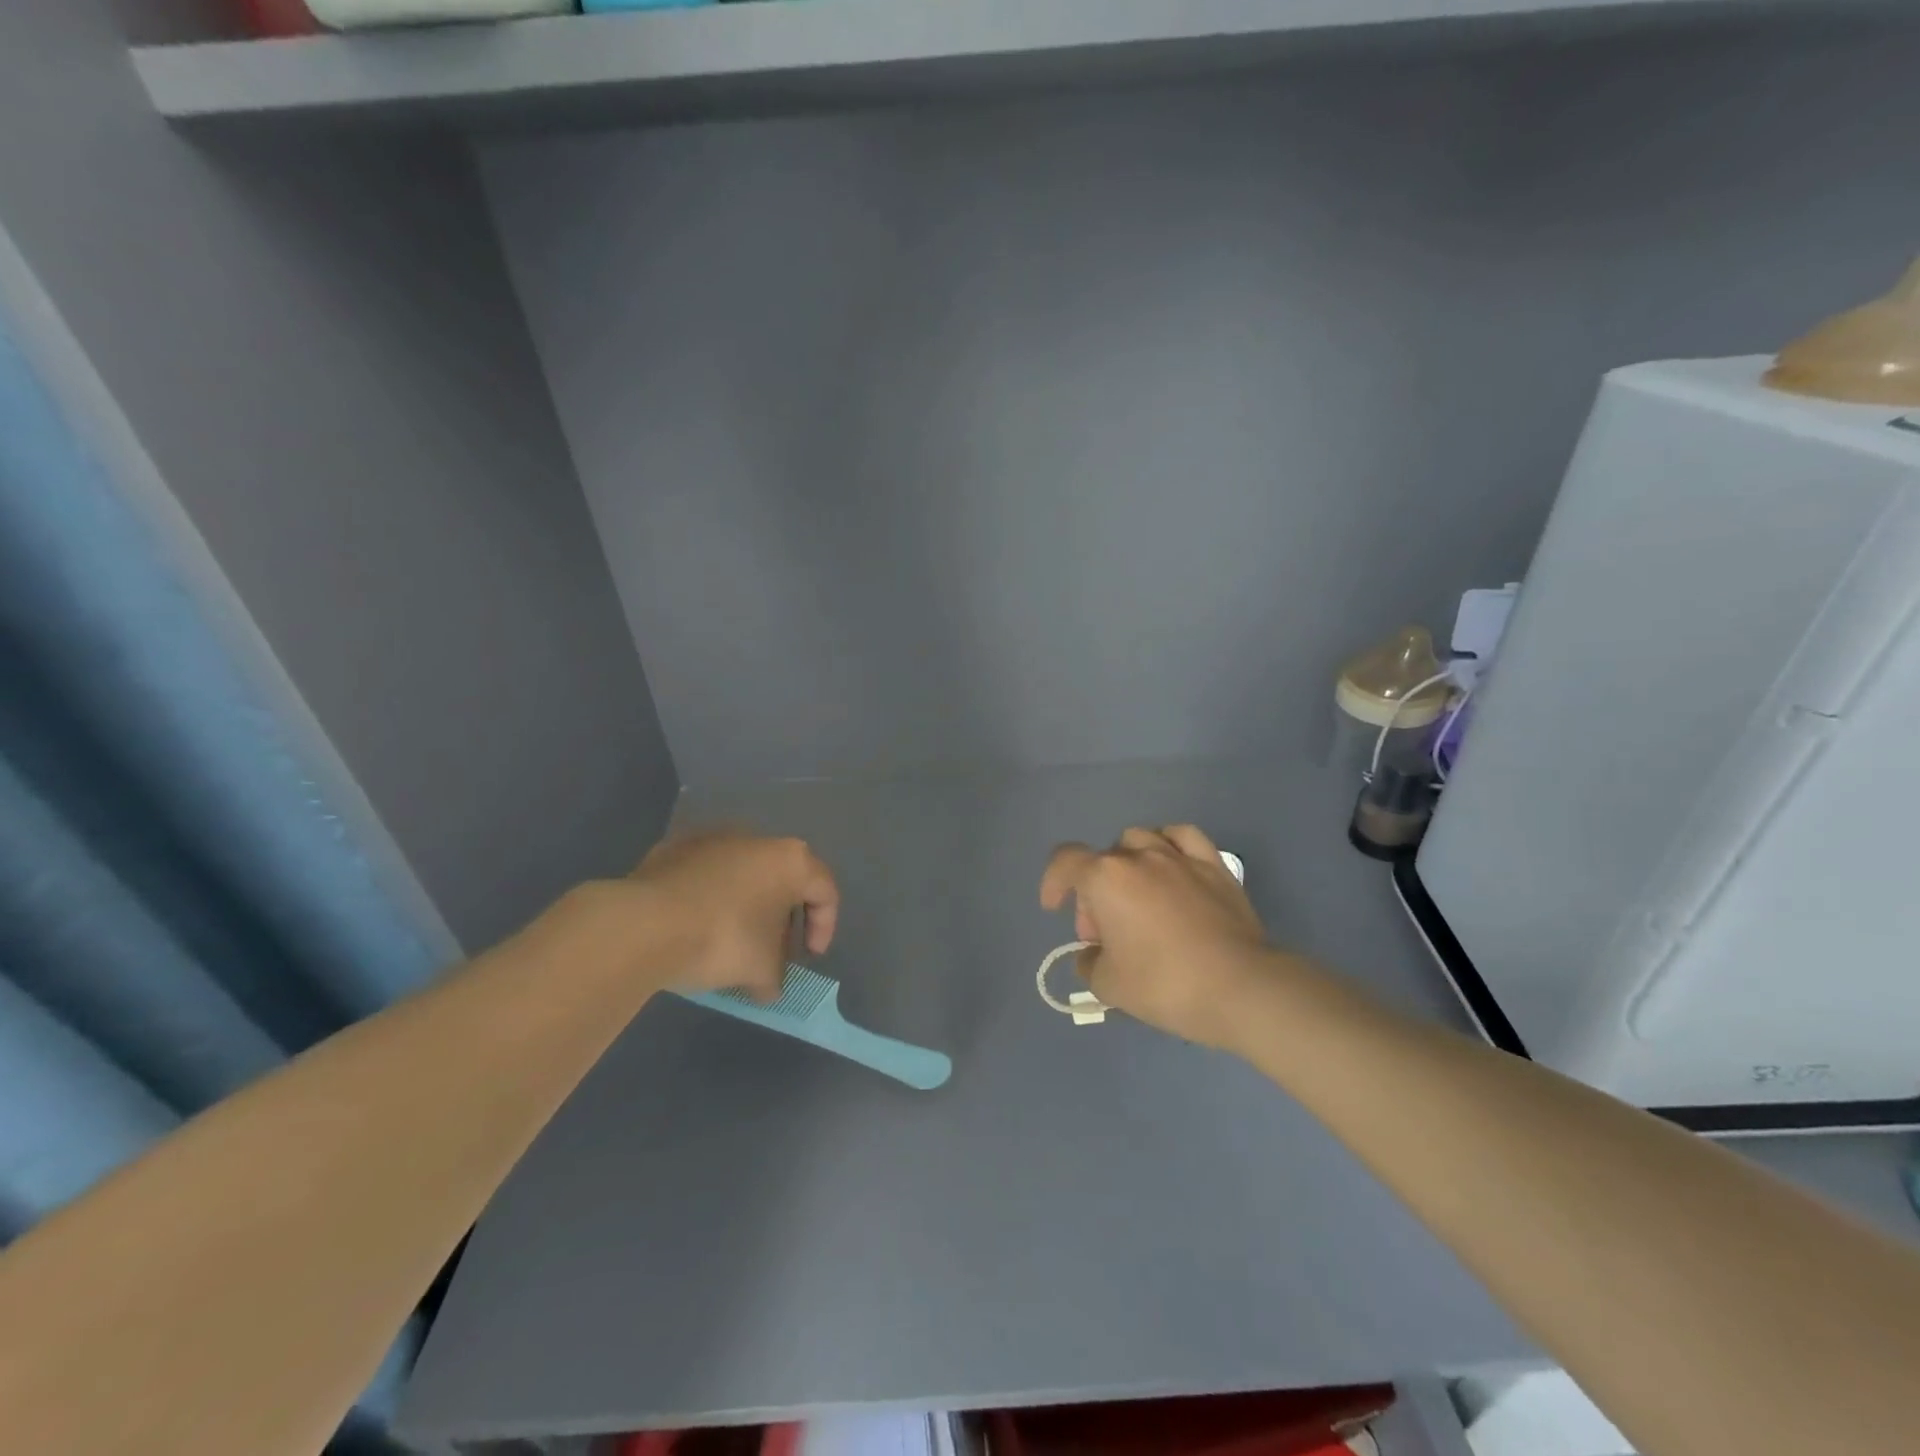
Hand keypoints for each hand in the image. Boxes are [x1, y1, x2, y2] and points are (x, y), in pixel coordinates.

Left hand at [620, 830, 839, 1000]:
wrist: (644, 924)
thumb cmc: (723, 939)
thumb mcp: (761, 970)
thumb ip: (775, 976)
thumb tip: (767, 985)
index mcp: (790, 860)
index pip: (824, 890)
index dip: (825, 926)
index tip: (809, 957)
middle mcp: (756, 838)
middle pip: (782, 879)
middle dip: (781, 918)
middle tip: (771, 952)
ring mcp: (712, 838)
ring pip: (741, 875)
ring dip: (744, 906)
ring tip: (730, 942)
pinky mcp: (673, 848)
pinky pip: (704, 876)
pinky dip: (708, 899)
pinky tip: (695, 928)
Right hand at [1040, 824, 1273, 1048]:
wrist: (1240, 988)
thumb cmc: (1164, 984)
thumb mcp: (1108, 985)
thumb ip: (1089, 963)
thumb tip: (1093, 953)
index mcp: (1106, 878)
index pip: (1065, 861)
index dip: (1053, 882)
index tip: (1055, 908)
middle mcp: (1139, 856)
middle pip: (1102, 860)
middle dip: (1094, 892)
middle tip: (1105, 933)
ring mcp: (1180, 857)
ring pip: (1139, 840)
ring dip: (1127, 864)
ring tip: (1136, 896)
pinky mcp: (1215, 866)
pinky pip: (1183, 837)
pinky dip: (1168, 844)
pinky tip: (1170, 865)